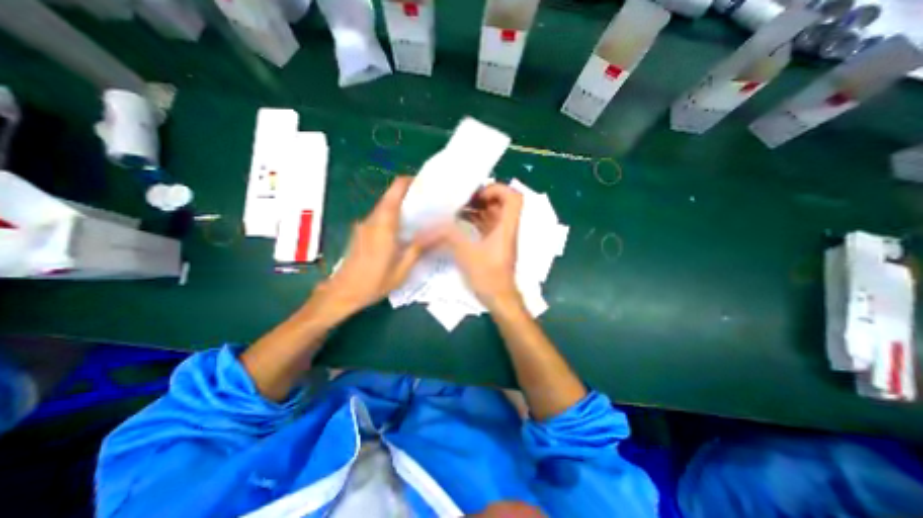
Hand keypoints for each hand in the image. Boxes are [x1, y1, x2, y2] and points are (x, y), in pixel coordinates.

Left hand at [316, 179, 421, 320]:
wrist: (341, 293)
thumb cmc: (372, 283)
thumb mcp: (401, 271)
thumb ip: (416, 250)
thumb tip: (434, 234)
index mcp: (383, 228)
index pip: (393, 195)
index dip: (405, 183)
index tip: (421, 181)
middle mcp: (371, 222)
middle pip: (389, 199)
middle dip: (407, 194)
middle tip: (428, 199)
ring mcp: (364, 226)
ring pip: (384, 208)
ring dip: (400, 205)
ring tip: (420, 212)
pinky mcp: (361, 233)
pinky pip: (379, 218)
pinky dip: (392, 216)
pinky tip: (403, 227)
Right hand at [422, 184, 522, 308]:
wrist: (500, 299)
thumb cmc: (488, 276)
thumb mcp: (467, 254)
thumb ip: (449, 236)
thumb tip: (429, 226)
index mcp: (506, 226)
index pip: (513, 197)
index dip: (497, 189)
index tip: (477, 194)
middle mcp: (506, 228)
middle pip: (500, 203)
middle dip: (480, 197)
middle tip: (461, 199)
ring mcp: (501, 237)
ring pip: (492, 215)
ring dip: (475, 210)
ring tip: (455, 209)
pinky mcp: (494, 245)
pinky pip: (486, 226)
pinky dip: (474, 222)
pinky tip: (457, 224)